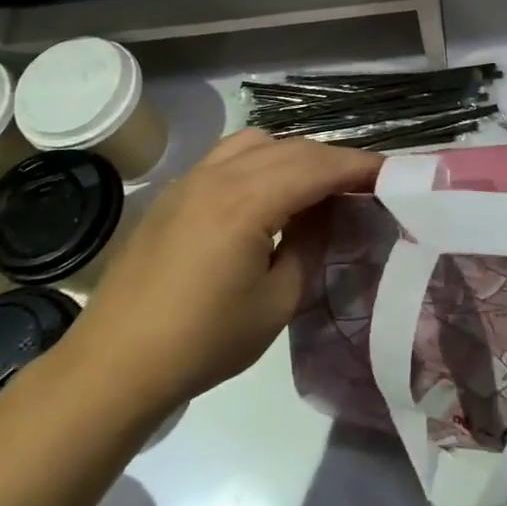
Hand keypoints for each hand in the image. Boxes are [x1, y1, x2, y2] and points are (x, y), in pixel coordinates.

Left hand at [71, 130, 379, 409]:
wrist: (114, 364)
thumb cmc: (201, 342)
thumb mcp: (275, 304)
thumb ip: (309, 247)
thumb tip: (324, 214)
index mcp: (246, 202)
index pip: (317, 167)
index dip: (359, 166)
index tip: (392, 172)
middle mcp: (219, 176)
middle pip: (292, 148)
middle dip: (333, 159)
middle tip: (364, 183)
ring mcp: (191, 179)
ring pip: (258, 141)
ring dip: (295, 155)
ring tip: (314, 187)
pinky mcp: (174, 192)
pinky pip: (229, 155)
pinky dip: (261, 159)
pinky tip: (266, 194)